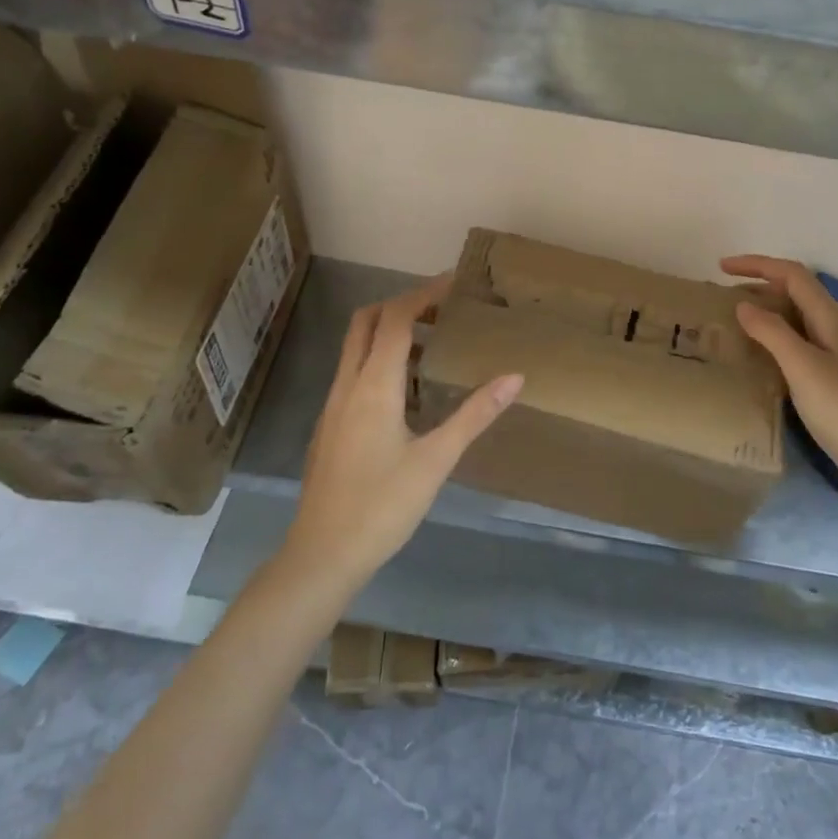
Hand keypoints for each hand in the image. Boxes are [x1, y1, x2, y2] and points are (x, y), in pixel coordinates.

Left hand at [282, 274, 522, 590]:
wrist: (322, 555)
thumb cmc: (383, 505)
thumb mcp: (437, 460)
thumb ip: (475, 414)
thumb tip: (515, 377)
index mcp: (374, 385)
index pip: (396, 319)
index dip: (423, 294)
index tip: (454, 282)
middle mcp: (347, 385)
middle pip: (366, 322)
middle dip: (401, 304)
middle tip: (442, 309)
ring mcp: (333, 405)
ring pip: (355, 347)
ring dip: (389, 332)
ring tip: (432, 343)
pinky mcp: (329, 426)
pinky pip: (353, 372)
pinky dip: (378, 359)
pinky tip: (406, 390)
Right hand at [722, 255, 837, 504]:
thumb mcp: (802, 365)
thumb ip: (771, 331)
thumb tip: (743, 304)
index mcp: (830, 316)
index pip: (791, 274)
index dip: (757, 264)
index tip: (721, 267)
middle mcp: (834, 327)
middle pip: (795, 291)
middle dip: (760, 285)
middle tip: (723, 296)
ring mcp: (835, 353)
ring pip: (796, 317)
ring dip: (766, 311)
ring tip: (734, 321)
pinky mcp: (832, 377)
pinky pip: (797, 342)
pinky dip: (773, 338)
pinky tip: (758, 356)